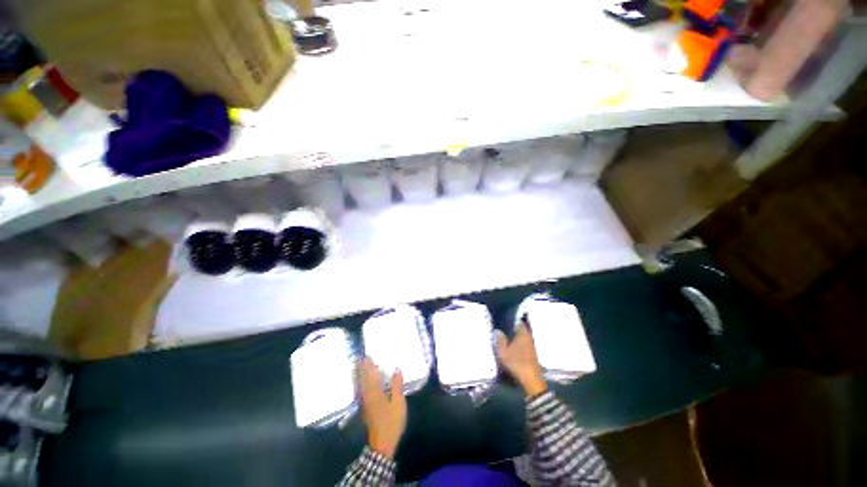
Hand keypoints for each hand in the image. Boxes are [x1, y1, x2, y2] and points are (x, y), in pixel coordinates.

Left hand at [358, 358, 406, 458]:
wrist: (382, 444)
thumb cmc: (391, 422)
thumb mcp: (398, 403)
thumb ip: (397, 385)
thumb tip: (396, 368)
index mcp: (374, 393)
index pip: (369, 375)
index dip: (367, 365)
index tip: (366, 355)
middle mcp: (366, 396)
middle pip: (361, 379)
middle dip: (360, 368)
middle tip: (359, 357)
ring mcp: (364, 403)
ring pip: (359, 385)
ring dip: (358, 375)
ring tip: (357, 366)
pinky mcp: (364, 408)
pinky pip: (359, 391)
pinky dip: (359, 384)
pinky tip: (360, 383)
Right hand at [496, 323, 547, 396]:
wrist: (531, 379)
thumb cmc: (517, 362)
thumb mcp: (503, 351)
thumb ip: (500, 340)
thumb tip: (498, 331)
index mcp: (522, 333)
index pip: (517, 321)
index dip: (510, 319)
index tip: (503, 319)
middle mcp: (528, 336)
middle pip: (520, 329)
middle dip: (512, 328)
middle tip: (502, 328)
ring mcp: (531, 345)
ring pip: (521, 336)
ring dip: (515, 337)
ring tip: (505, 338)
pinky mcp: (532, 353)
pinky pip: (523, 343)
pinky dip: (518, 343)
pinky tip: (511, 347)